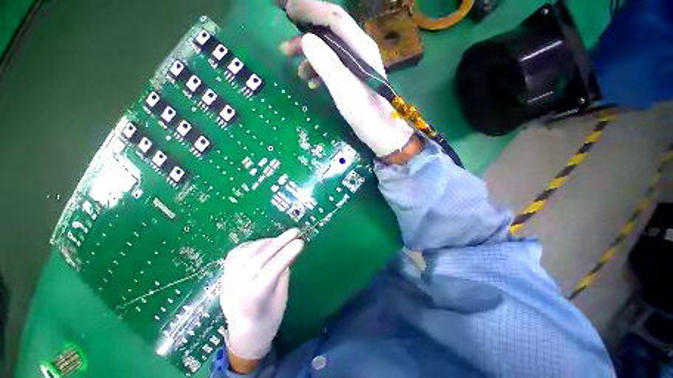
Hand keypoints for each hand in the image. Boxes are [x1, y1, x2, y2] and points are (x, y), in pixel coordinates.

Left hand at [219, 229, 303, 368]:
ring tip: (281, 239)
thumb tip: (287, 251)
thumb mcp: (281, 300)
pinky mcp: (224, 274)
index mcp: (254, 301)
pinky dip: (253, 244)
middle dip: (279, 242)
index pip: (270, 271)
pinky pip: (237, 252)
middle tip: (295, 232)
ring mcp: (228, 280)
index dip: (286, 254)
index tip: (300, 242)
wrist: (243, 335)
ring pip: (245, 252)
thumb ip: (282, 274)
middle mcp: (237, 289)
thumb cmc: (268, 320)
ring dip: (267, 242)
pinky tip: (264, 244)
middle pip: (257, 259)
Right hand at [281, 0, 416, 158]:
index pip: (334, 17)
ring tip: (297, 72)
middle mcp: (360, 50)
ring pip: (330, 52)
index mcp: (360, 47)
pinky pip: (335, 67)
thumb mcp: (343, 89)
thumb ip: (326, 63)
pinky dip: (321, 71)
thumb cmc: (365, 114)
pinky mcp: (355, 78)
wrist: (382, 133)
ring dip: (311, 58)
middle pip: (330, 33)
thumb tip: (306, 40)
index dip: (310, 9)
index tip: (288, 10)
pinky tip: (313, 83)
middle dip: (305, 37)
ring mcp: (358, 65)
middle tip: (285, 48)